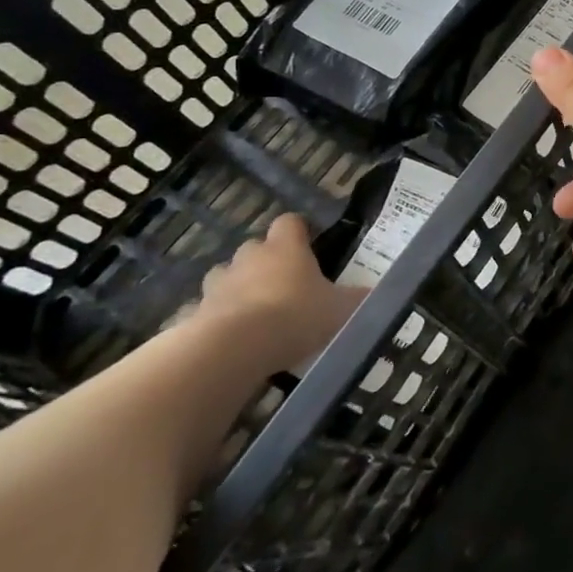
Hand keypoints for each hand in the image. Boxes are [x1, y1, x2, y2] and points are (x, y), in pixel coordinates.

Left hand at [199, 214, 365, 371]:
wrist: (233, 349)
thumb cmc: (296, 316)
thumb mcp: (343, 309)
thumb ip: (360, 299)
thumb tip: (378, 294)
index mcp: (286, 248)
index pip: (290, 222)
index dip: (299, 230)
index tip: (309, 244)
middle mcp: (249, 258)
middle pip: (255, 247)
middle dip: (266, 261)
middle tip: (285, 284)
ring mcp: (217, 285)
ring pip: (225, 276)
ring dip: (237, 287)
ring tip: (254, 311)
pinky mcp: (193, 314)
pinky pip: (206, 310)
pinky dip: (216, 319)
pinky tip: (229, 339)